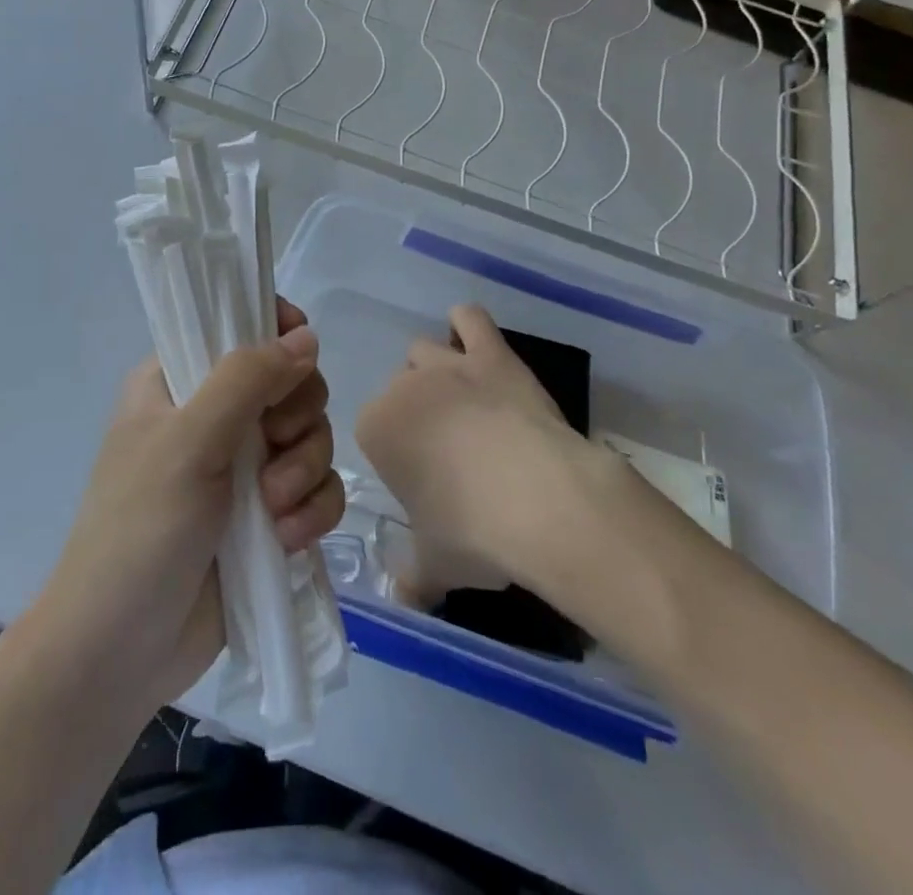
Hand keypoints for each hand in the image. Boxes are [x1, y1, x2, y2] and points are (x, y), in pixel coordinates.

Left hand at [28, 300, 345, 717]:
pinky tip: (287, 540)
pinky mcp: (269, 516)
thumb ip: (247, 380)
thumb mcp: (189, 442)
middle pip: (291, 382)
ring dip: (304, 471)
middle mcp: (215, 416)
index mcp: (179, 381)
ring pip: (312, 436)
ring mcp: (244, 467)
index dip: (278, 332)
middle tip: (272, 445)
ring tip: (274, 510)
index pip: (238, 326)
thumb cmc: (139, 531)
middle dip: (296, 416)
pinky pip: (318, 489)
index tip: (300, 357)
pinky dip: (312, 511)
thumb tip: (307, 336)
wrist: (120, 654)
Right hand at [357, 304, 631, 606]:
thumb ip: (412, 576)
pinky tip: (474, 343)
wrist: (539, 500)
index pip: (373, 429)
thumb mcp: (435, 566)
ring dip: (436, 370)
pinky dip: (467, 325)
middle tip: (447, 448)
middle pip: (400, 387)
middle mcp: (404, 387)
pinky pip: (469, 318)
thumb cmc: (473, 533)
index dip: (395, 453)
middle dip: (417, 410)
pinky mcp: (493, 354)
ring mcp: (450, 365)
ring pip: (426, 350)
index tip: (420, 480)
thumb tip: (403, 594)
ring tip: (462, 402)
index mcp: (377, 428)